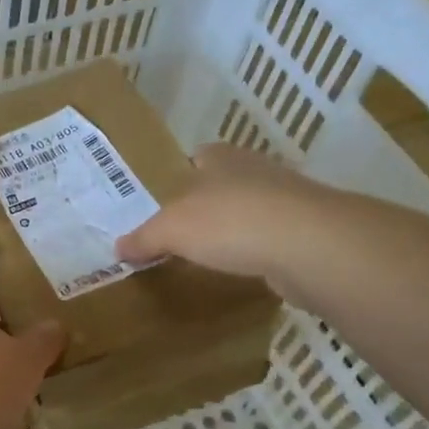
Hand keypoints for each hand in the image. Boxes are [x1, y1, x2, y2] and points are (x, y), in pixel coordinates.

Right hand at [115, 144, 339, 280]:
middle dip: (206, 205)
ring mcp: (287, 199)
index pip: (198, 157)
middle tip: (181, 233)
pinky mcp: (308, 232)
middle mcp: (255, 169)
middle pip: (224, 184)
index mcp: (221, 157)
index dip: (181, 177)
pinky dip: (257, 252)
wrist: (311, 246)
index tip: (166, 203)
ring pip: (251, 211)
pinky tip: (242, 270)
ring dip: (235, 229)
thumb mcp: (170, 230)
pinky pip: (272, 239)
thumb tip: (118, 248)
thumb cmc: (230, 222)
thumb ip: (143, 238)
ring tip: (209, 255)